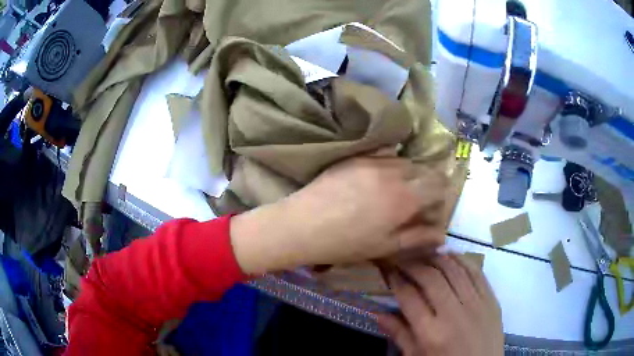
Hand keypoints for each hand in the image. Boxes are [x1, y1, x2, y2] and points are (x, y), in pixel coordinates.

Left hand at [229, 156, 446, 273]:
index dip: (441, 193)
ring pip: (404, 160)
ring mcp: (374, 161)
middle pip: (424, 169)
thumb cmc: (346, 243)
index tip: (433, 205)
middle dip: (426, 183)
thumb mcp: (386, 247)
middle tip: (414, 199)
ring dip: (407, 173)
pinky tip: (377, 179)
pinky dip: (389, 163)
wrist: (303, 225)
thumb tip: (442, 234)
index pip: (439, 184)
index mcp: (406, 198)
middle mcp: (394, 173)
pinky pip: (383, 154)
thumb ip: (418, 238)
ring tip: (394, 190)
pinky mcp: (357, 156)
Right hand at [377, 254, 502, 355]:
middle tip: (403, 258)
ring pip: (454, 270)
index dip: (396, 280)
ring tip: (425, 253)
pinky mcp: (491, 299)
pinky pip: (476, 272)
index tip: (389, 271)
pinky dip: (462, 260)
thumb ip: (399, 335)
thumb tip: (378, 314)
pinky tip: (451, 255)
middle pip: (431, 278)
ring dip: (437, 257)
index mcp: (431, 333)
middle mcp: (453, 314)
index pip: (409, 297)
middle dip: (413, 264)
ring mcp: (476, 304)